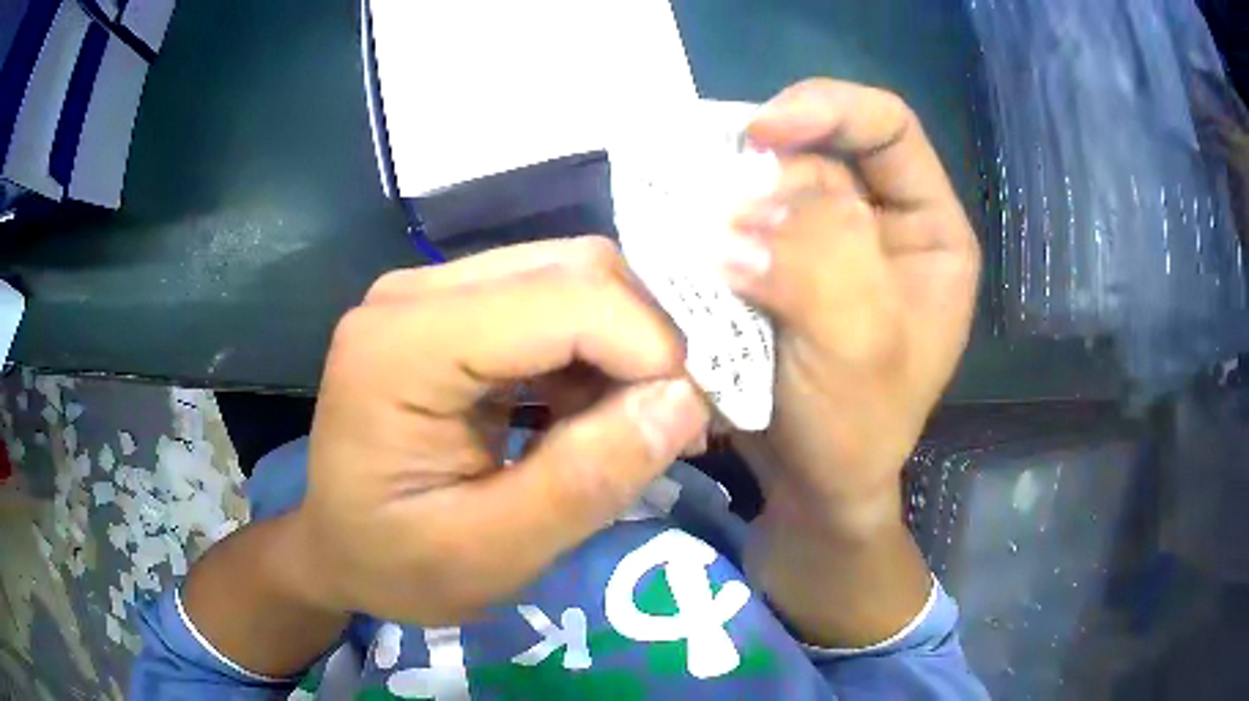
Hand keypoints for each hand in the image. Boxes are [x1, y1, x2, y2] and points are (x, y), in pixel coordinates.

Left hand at [287, 238, 709, 624]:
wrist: (338, 548)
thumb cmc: (397, 565)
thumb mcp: (492, 554)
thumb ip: (586, 480)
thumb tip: (686, 401)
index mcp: (402, 346)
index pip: (564, 299)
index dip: (650, 349)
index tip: (691, 425)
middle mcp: (414, 293)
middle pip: (574, 269)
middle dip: (647, 341)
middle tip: (676, 423)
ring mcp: (430, 291)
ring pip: (571, 275)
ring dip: (626, 343)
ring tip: (638, 422)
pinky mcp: (449, 307)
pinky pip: (549, 299)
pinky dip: (594, 349)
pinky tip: (595, 408)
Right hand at [723, 80, 979, 645]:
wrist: (809, 483)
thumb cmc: (857, 426)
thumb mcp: (861, 346)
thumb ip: (822, 261)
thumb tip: (741, 212)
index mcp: (930, 230)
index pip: (887, 127)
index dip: (826, 108)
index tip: (758, 133)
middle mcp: (881, 222)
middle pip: (818, 154)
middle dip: (764, 176)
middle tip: (719, 224)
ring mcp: (827, 242)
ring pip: (770, 187)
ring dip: (729, 204)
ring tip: (700, 245)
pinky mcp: (780, 265)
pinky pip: (742, 223)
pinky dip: (711, 228)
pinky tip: (690, 249)